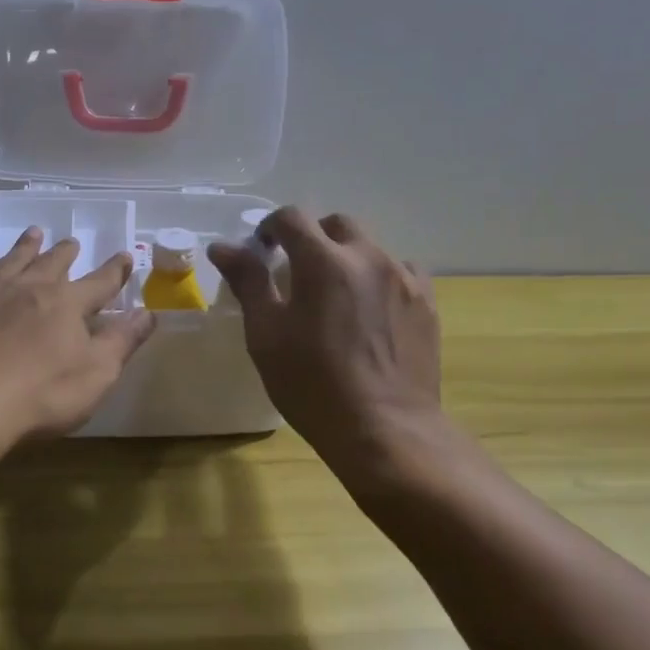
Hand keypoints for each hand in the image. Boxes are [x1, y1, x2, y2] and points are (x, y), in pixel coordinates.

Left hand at [0, 227, 156, 442]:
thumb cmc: (41, 394)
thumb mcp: (97, 374)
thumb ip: (122, 341)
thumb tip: (148, 313)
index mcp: (67, 303)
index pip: (100, 282)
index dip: (115, 270)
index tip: (125, 256)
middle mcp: (30, 288)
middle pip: (53, 263)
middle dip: (66, 252)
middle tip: (71, 242)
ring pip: (11, 260)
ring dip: (24, 247)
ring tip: (33, 233)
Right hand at [208, 208, 444, 475]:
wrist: (386, 431)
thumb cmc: (313, 384)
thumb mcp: (266, 335)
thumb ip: (248, 282)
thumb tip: (224, 247)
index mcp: (323, 260)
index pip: (292, 217)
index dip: (272, 227)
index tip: (263, 250)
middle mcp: (367, 257)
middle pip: (336, 224)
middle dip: (313, 236)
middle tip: (298, 270)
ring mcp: (402, 278)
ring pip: (371, 247)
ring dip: (348, 257)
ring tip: (338, 293)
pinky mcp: (426, 303)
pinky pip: (402, 271)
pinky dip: (382, 277)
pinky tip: (373, 308)